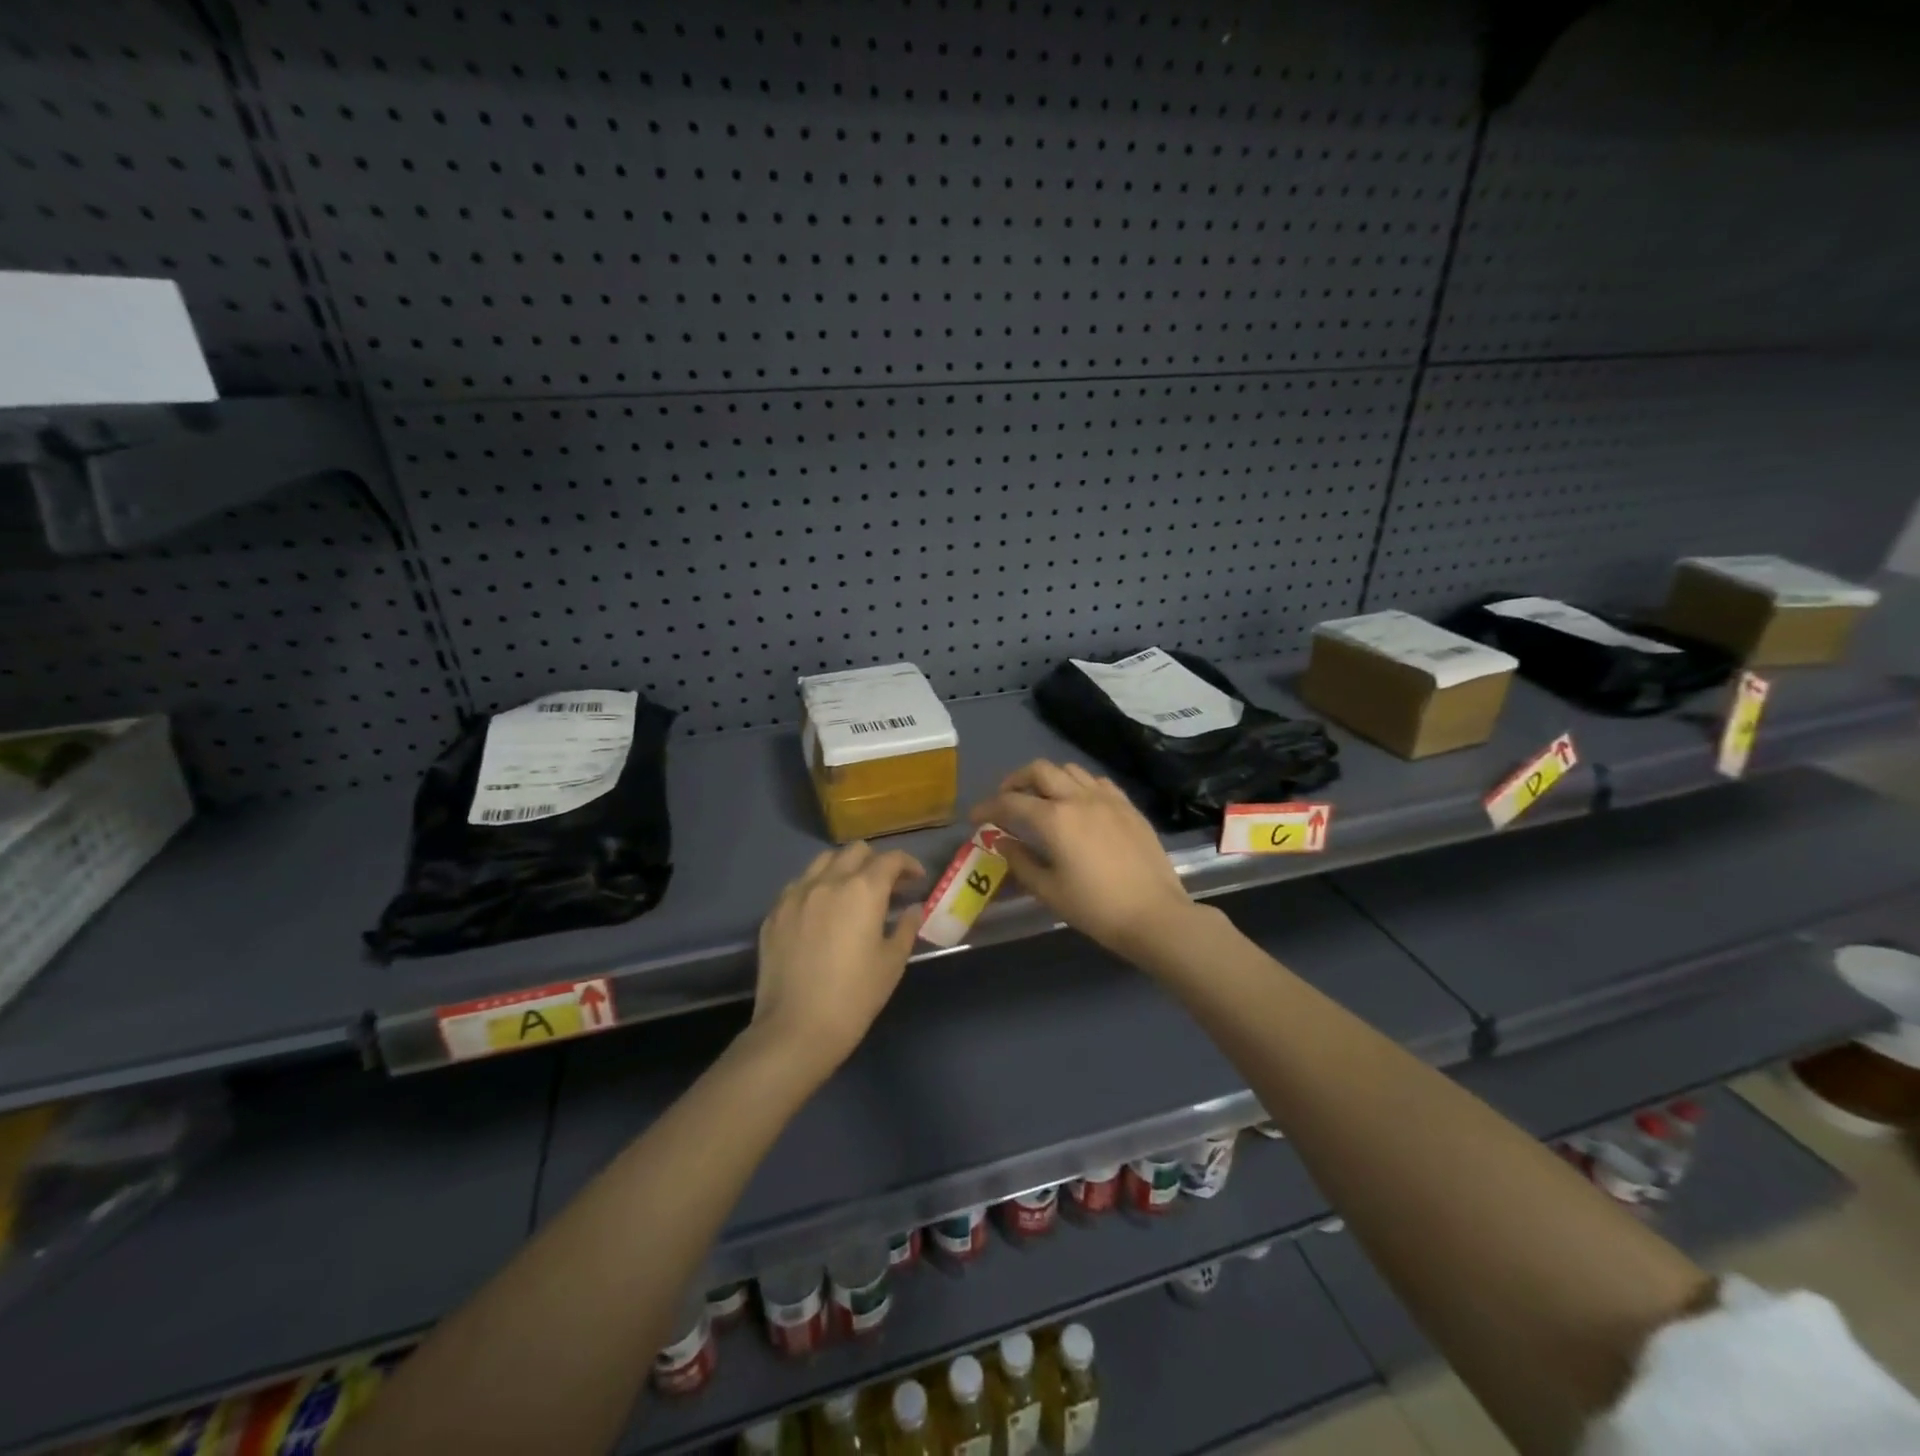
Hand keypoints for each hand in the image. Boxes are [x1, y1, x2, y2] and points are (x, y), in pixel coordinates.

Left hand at [752, 843, 925, 1075]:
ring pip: (824, 861)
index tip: (916, 880)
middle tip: (887, 887)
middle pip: (856, 851)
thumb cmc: (854, 997)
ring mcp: (796, 894)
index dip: (908, 864)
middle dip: (876, 862)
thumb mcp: (891, 963)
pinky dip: (817, 886)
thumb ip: (905, 928)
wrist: (795, 1029)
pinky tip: (822, 911)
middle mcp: (828, 881)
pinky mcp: (774, 912)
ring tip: (852, 892)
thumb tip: (913, 909)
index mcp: (862, 890)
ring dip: (844, 868)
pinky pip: (799, 884)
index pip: (890, 860)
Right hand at [971, 760, 1195, 960]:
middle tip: (1007, 801)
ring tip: (1041, 800)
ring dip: (1048, 779)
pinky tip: (1078, 805)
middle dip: (1016, 781)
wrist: (1155, 915)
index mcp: (1054, 819)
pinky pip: (1097, 782)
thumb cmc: (1095, 908)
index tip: (976, 817)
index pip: (1010, 802)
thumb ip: (1020, 862)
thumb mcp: (1049, 891)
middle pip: (1039, 770)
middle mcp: (1078, 798)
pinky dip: (1078, 785)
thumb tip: (1003, 842)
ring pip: (1069, 770)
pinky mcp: (1128, 806)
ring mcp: (1107, 799)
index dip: (987, 807)